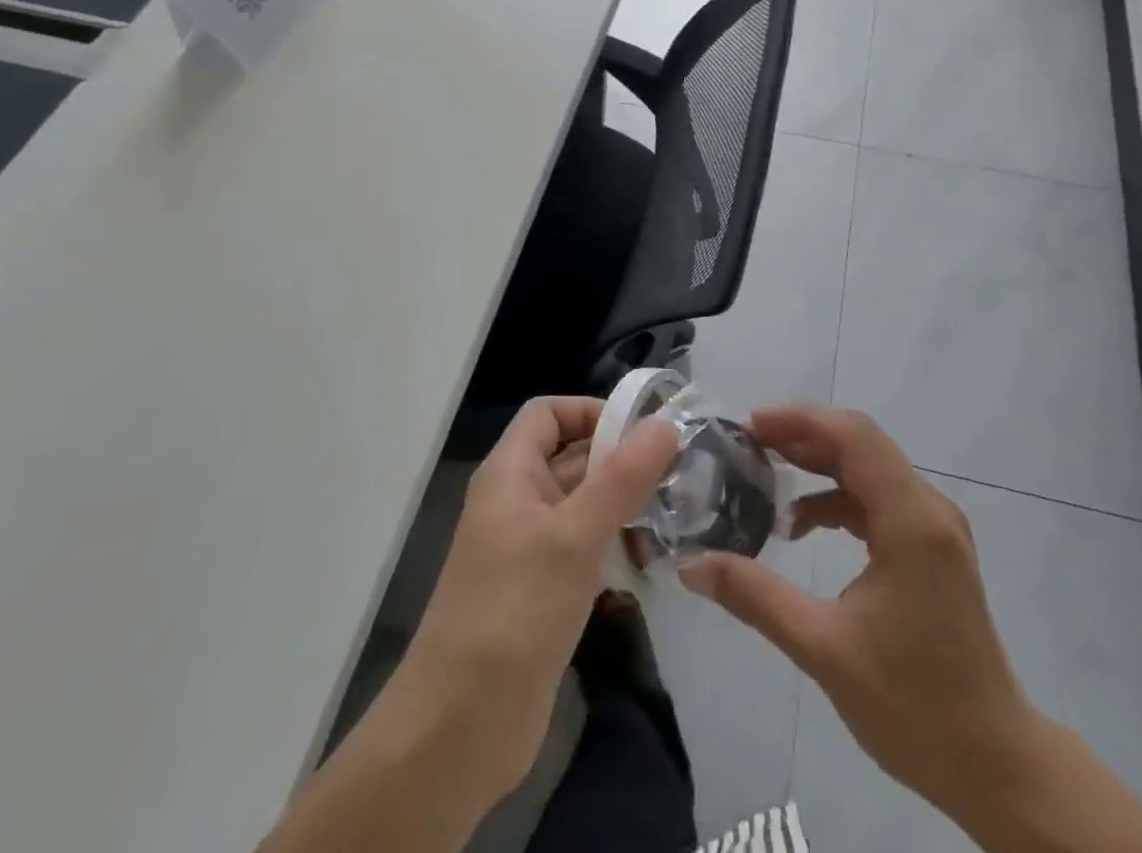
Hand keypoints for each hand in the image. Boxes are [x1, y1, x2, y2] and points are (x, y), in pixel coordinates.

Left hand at [394, 397, 677, 805]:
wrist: (459, 730)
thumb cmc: (513, 612)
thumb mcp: (574, 536)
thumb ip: (622, 477)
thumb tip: (665, 423)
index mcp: (510, 474)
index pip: (548, 414)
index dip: (591, 410)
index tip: (644, 429)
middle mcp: (518, 502)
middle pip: (572, 458)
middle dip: (621, 460)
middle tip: (681, 470)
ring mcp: (530, 550)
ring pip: (583, 507)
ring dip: (625, 506)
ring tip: (679, 512)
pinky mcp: (544, 593)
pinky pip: (585, 550)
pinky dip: (616, 547)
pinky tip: (655, 560)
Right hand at [678, 404, 1034, 824]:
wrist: (996, 765)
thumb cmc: (915, 706)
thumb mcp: (824, 650)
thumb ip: (756, 597)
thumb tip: (690, 566)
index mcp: (912, 520)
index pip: (853, 437)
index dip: (800, 420)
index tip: (749, 426)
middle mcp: (928, 508)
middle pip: (860, 444)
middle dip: (802, 436)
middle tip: (747, 444)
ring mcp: (934, 527)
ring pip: (868, 468)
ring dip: (817, 464)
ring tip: (765, 472)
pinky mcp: (931, 547)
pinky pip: (878, 498)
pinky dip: (836, 498)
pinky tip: (802, 527)